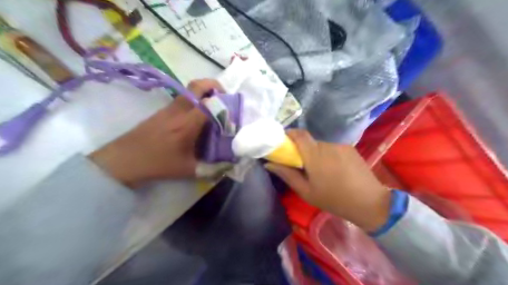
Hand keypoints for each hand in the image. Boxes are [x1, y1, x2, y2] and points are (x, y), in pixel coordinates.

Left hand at [89, 79, 229, 188]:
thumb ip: (211, 168)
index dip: (225, 104)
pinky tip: (198, 116)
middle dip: (215, 85)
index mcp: (188, 124)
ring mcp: (170, 108)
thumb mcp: (188, 170)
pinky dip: (196, 99)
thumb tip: (228, 166)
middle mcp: (180, 110)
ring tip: (215, 105)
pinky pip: (184, 97)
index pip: (210, 104)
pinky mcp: (164, 110)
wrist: (124, 159)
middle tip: (225, 96)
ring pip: (190, 89)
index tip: (234, 111)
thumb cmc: (158, 163)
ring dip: (205, 91)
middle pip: (198, 85)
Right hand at [267, 129, 389, 230]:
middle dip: (302, 150)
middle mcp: (327, 145)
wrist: (369, 202)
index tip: (283, 143)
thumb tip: (269, 163)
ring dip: (316, 154)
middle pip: (309, 141)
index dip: (289, 134)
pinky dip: (328, 155)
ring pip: (321, 146)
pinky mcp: (350, 149)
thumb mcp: (306, 191)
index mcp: (315, 155)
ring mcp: (340, 146)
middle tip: (302, 166)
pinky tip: (334, 170)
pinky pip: (332, 148)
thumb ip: (287, 175)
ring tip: (321, 172)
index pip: (299, 134)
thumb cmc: (333, 199)